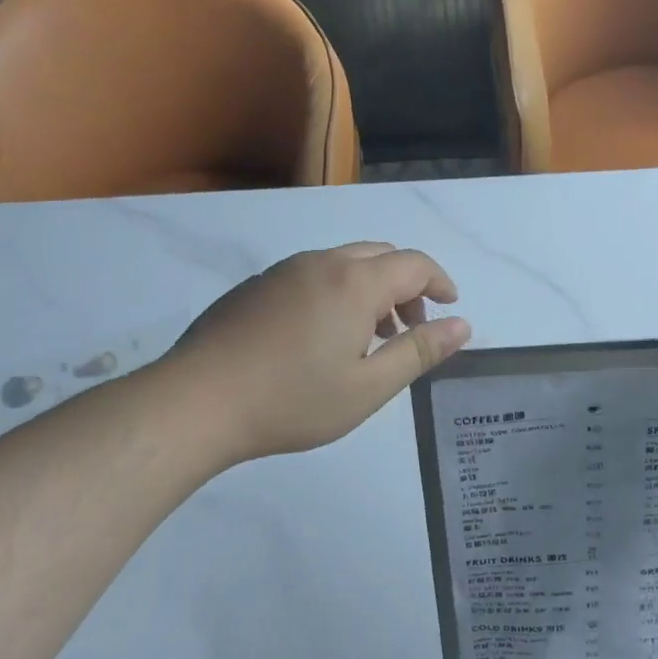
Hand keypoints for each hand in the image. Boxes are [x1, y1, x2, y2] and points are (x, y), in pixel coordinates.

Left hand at [150, 242, 471, 467]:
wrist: (195, 403)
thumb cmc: (292, 400)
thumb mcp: (368, 387)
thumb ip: (419, 352)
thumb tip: (462, 325)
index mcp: (354, 282)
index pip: (414, 264)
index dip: (440, 282)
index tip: (450, 307)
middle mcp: (321, 263)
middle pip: (380, 255)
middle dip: (407, 285)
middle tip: (410, 327)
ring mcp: (283, 271)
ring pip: (344, 263)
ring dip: (371, 289)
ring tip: (369, 338)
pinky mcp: (256, 286)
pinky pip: (313, 275)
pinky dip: (337, 293)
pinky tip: (321, 338)